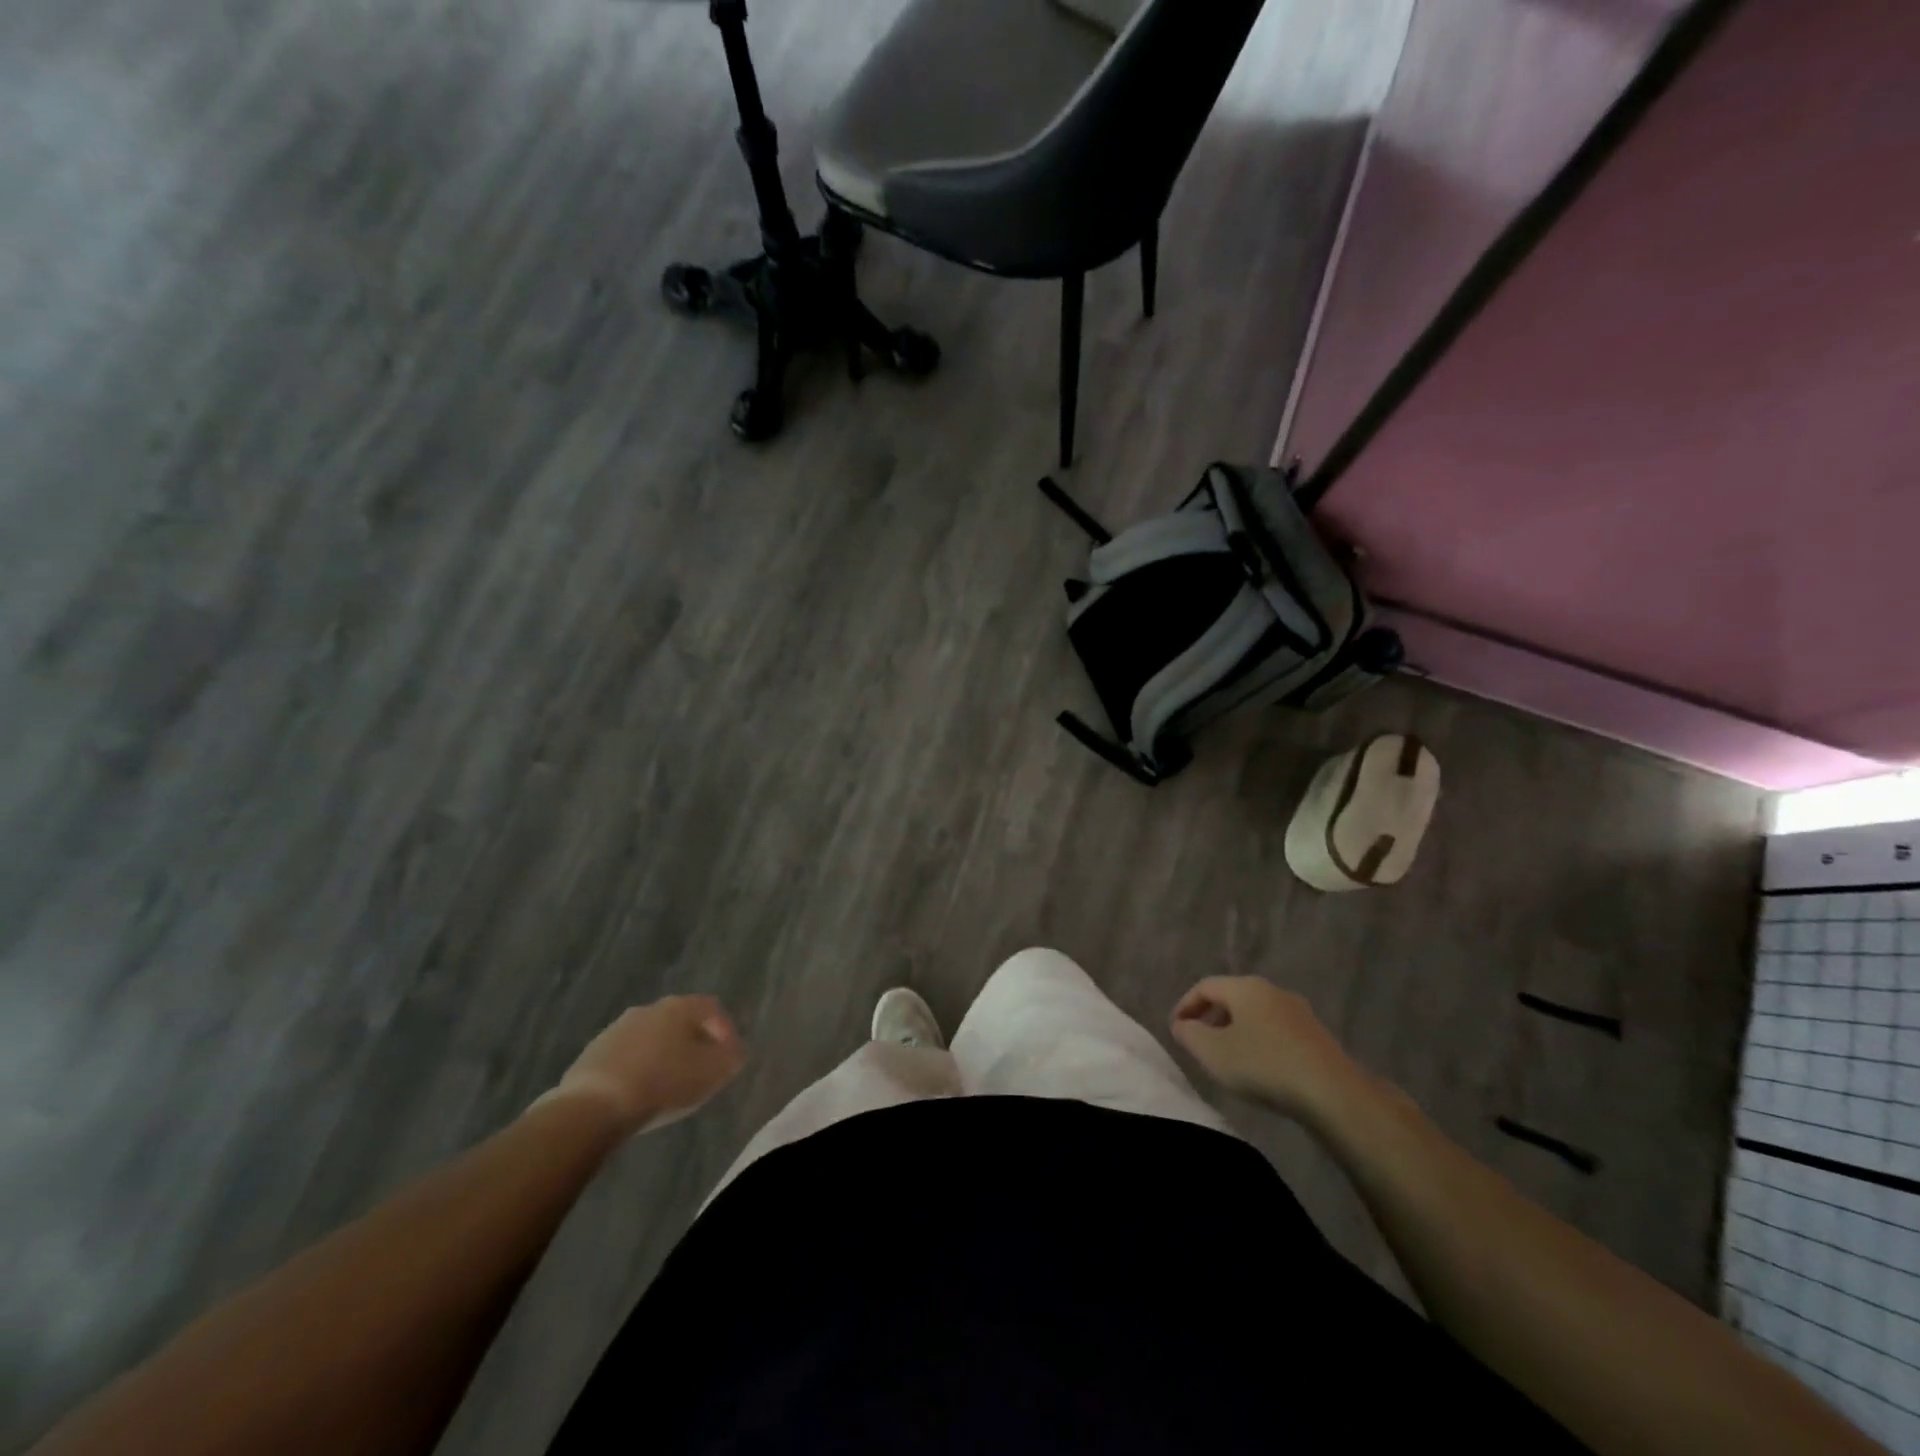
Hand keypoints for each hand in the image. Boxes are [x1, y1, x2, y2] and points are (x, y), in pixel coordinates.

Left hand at [538, 996, 745, 1135]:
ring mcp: (616, 1029)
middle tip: (701, 1069)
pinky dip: (639, 1068)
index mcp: (679, 1007)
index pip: (712, 1008)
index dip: (726, 1030)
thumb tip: (735, 1050)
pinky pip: (627, 1056)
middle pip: (680, 1020)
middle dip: (693, 1042)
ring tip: (669, 1085)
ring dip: (664, 1055)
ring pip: (652, 1037)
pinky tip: (640, 1093)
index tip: (729, 1057)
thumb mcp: (712, 1074)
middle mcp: (648, 1009)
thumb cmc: (663, 1084)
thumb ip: (731, 1058)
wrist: (593, 1107)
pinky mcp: (592, 1053)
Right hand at [1170, 976, 1361, 1123]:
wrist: (1332, 1092)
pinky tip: (1258, 1067)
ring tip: (1226, 1057)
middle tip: (1197, 1042)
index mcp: (1245, 987)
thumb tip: (1181, 1024)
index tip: (1175, 1030)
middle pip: (1231, 997)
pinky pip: (1275, 1030)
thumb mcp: (1212, 1052)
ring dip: (1235, 1030)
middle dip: (1210, 1017)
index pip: (1204, 986)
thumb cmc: (1263, 1065)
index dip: (1184, 1005)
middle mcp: (1271, 990)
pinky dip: (1258, 1041)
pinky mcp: (1315, 1035)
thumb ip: (1189, 1035)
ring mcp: (1297, 1011)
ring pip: (1255, 1014)